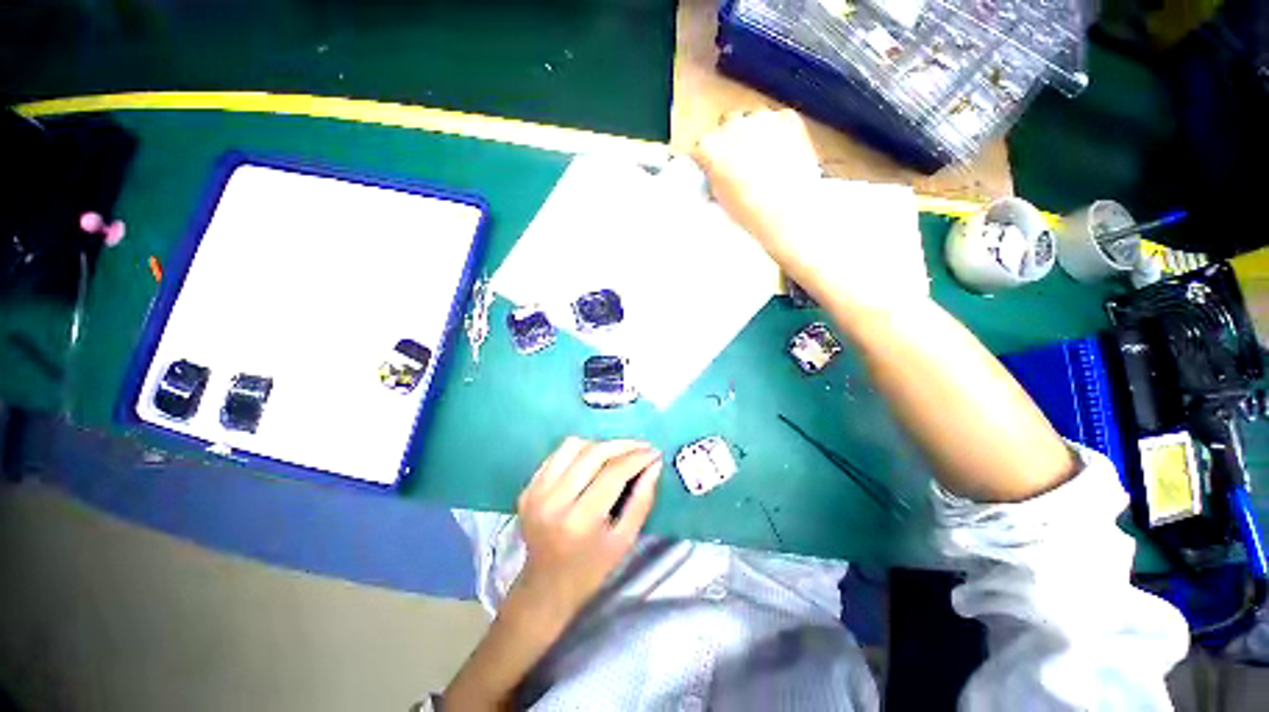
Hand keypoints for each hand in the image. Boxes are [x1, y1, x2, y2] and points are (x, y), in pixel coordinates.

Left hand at [513, 437, 662, 622]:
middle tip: (641, 447)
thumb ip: (642, 499)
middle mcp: (554, 501)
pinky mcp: (528, 487)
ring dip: (600, 445)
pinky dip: (580, 451)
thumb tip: (654, 464)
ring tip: (617, 454)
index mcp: (580, 520)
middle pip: (594, 453)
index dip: (637, 458)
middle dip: (623, 446)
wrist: (545, 587)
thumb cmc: (591, 568)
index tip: (654, 452)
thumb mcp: (625, 540)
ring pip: (573, 446)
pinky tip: (593, 461)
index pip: (614, 473)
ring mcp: (536, 492)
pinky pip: (557, 454)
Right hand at [693, 109, 927, 310]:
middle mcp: (737, 128)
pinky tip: (780, 159)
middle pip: (727, 126)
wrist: (797, 224)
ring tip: (764, 166)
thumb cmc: (755, 223)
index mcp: (714, 152)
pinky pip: (776, 123)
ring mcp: (766, 122)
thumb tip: (714, 172)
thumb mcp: (724, 205)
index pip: (702, 146)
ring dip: (754, 139)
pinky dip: (776, 136)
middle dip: (731, 146)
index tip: (716, 175)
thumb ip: (715, 182)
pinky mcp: (790, 122)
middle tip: (741, 171)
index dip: (710, 162)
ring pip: (752, 122)